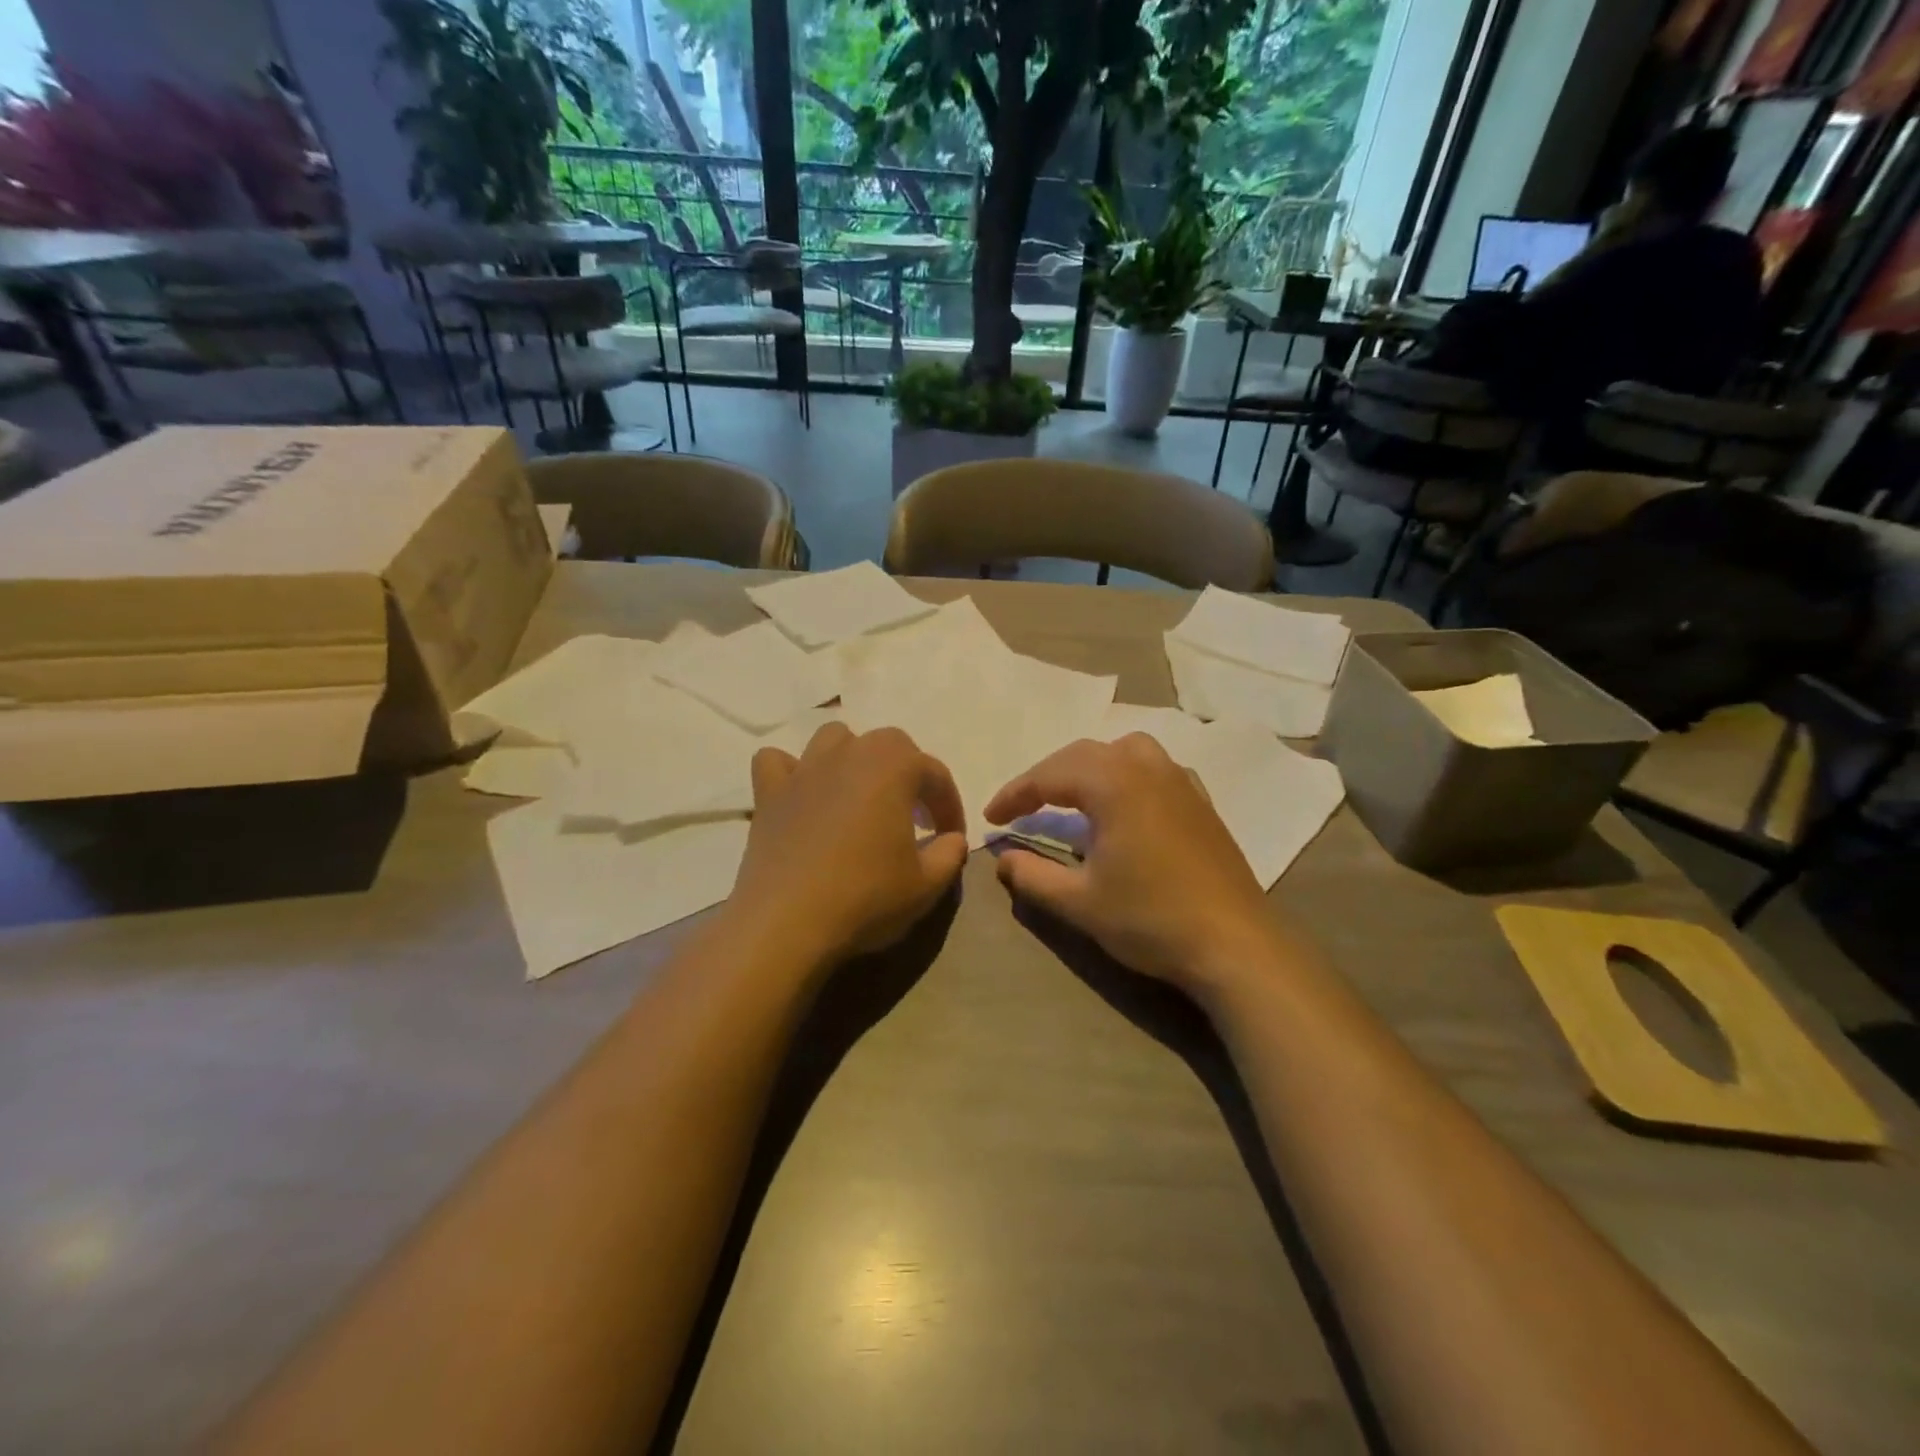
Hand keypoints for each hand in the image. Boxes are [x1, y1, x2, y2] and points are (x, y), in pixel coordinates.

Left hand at [728, 721, 967, 967]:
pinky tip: (802, 796)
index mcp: (894, 766)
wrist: (788, 923)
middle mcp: (849, 753)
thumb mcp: (926, 885)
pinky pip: (777, 762)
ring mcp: (804, 770)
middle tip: (913, 815)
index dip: (949, 805)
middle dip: (908, 772)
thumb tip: (953, 840)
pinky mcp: (769, 793)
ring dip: (853, 757)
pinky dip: (792, 772)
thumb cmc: (866, 897)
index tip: (952, 836)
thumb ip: (949, 854)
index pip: (934, 774)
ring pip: (834, 739)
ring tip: (860, 793)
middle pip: (889, 744)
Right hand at [985, 734, 1279, 991]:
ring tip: (1072, 796)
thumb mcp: (1079, 902)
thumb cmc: (1150, 919)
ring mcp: (1180, 781)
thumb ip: (1032, 875)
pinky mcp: (1201, 801)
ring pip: (1124, 750)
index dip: (1015, 794)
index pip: (1050, 775)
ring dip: (1089, 767)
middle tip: (1022, 807)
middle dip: (1047, 776)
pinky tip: (1126, 805)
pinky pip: (1155, 767)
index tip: (991, 816)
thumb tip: (1002, 857)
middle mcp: (1147, 768)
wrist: (1235, 944)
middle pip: (1084, 754)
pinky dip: (1126, 774)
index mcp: (1113, 784)